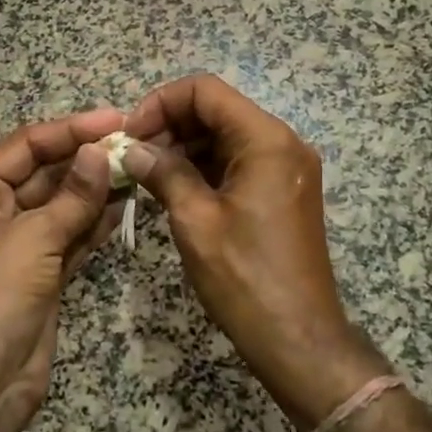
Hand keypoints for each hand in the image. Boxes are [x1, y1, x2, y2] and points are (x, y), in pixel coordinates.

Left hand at [0, 107, 123, 420]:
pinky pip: (73, 234)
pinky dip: (96, 221)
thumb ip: (72, 196)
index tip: (116, 120)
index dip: (71, 129)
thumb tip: (102, 152)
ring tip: (140, 167)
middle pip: (47, 171)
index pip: (28, 144)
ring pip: (64, 203)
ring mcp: (21, 242)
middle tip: (136, 143)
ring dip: (97, 188)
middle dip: (87, 158)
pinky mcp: (43, 271)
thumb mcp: (32, 240)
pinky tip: (127, 205)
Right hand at [123, 76, 386, 431]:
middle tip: (132, 155)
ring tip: (146, 173)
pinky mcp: (282, 190)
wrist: (300, 341)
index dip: (162, 102)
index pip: (206, 90)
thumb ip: (163, 173)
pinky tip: (172, 186)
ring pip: (225, 135)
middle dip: (170, 124)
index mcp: (266, 140)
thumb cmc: (246, 279)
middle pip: (217, 109)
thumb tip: (131, 149)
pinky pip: (237, 160)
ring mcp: (286, 167)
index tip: (131, 134)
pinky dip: (204, 166)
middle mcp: (282, 143)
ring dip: (184, 146)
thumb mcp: (195, 221)